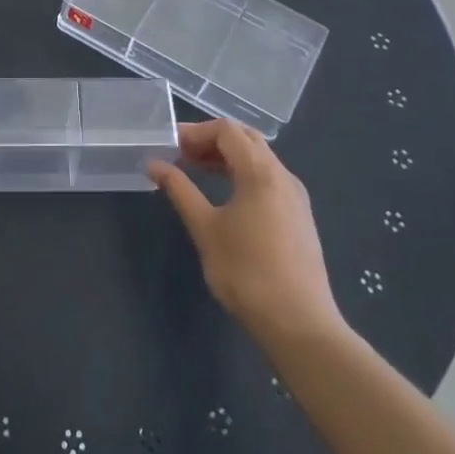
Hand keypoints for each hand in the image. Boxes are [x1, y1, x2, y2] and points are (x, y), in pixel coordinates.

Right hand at [149, 120, 344, 345]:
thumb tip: (154, 164)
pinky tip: (226, 197)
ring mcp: (296, 196)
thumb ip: (180, 190)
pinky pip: (269, 179)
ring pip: (260, 159)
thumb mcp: (205, 229)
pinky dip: (244, 175)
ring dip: (228, 158)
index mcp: (261, 172)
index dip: (196, 132)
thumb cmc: (246, 272)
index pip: (227, 131)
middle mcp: (283, 176)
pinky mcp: (300, 216)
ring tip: (198, 172)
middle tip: (182, 155)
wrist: (299, 323)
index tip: (171, 147)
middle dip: (212, 140)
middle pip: (246, 139)